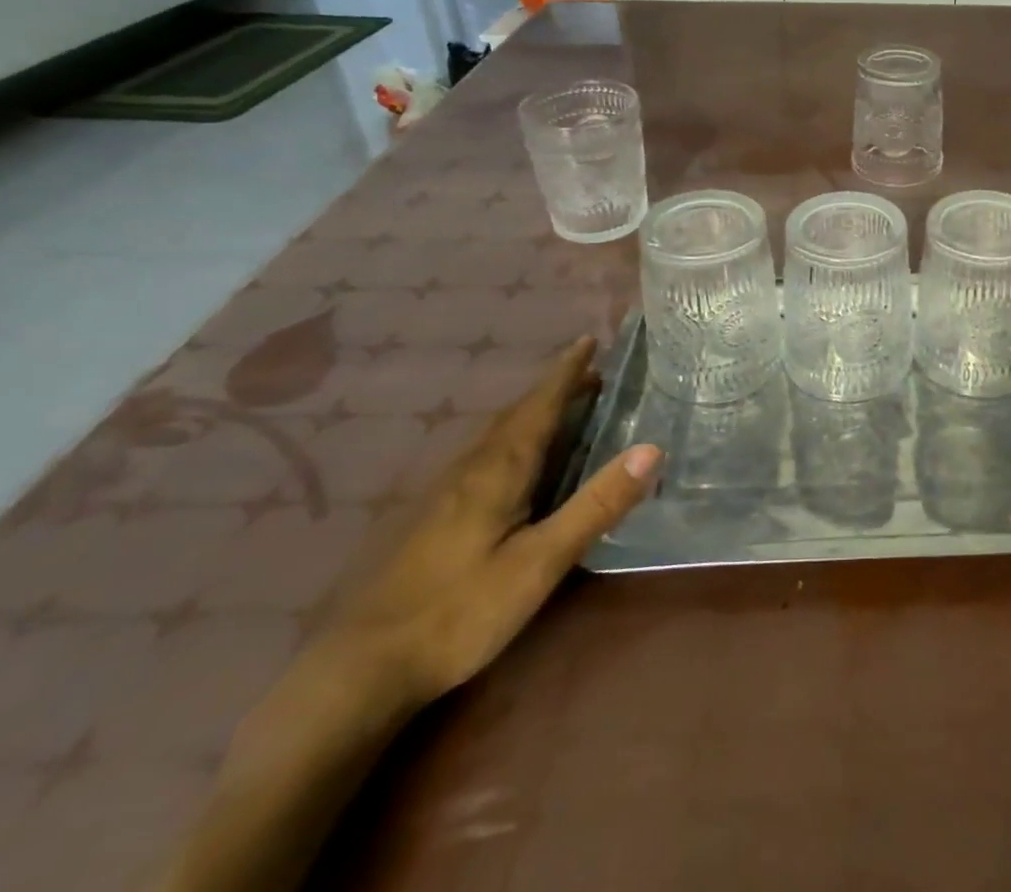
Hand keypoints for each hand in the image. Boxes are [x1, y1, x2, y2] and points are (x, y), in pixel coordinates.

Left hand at [309, 336, 662, 711]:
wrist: (358, 670)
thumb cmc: (460, 612)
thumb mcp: (541, 562)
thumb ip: (596, 505)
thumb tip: (652, 448)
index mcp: (500, 468)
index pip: (541, 403)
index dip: (568, 371)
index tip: (590, 339)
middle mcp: (472, 467)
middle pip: (519, 412)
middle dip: (556, 387)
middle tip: (592, 372)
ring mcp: (446, 492)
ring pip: (498, 433)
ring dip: (534, 411)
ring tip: (564, 406)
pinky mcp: (433, 517)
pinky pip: (485, 455)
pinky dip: (514, 437)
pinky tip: (516, 461)